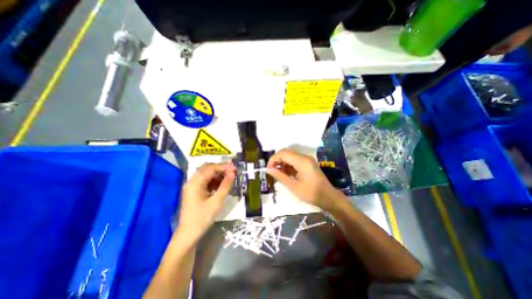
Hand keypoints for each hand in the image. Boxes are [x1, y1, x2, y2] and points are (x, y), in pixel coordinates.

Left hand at [178, 163, 234, 241]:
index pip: (211, 168)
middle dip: (220, 168)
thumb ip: (225, 185)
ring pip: (206, 174)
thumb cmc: (202, 218)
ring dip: (217, 174)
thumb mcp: (216, 201)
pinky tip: (221, 184)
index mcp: (195, 183)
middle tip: (232, 171)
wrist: (188, 235)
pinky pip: (204, 180)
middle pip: (207, 168)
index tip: (235, 168)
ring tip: (228, 177)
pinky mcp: (193, 191)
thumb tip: (232, 173)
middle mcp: (191, 181)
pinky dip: (213, 180)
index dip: (224, 167)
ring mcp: (191, 186)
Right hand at [266, 148, 340, 209]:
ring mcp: (307, 159)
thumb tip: (268, 169)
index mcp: (302, 161)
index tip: (268, 169)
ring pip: (290, 156)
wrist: (328, 197)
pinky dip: (288, 165)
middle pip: (286, 153)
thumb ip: (280, 176)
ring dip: (282, 163)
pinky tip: (285, 174)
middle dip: (277, 160)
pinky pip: (294, 160)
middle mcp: (304, 157)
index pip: (283, 153)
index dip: (273, 159)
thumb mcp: (294, 187)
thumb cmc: (311, 194)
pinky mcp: (307, 163)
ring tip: (278, 174)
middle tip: (271, 171)